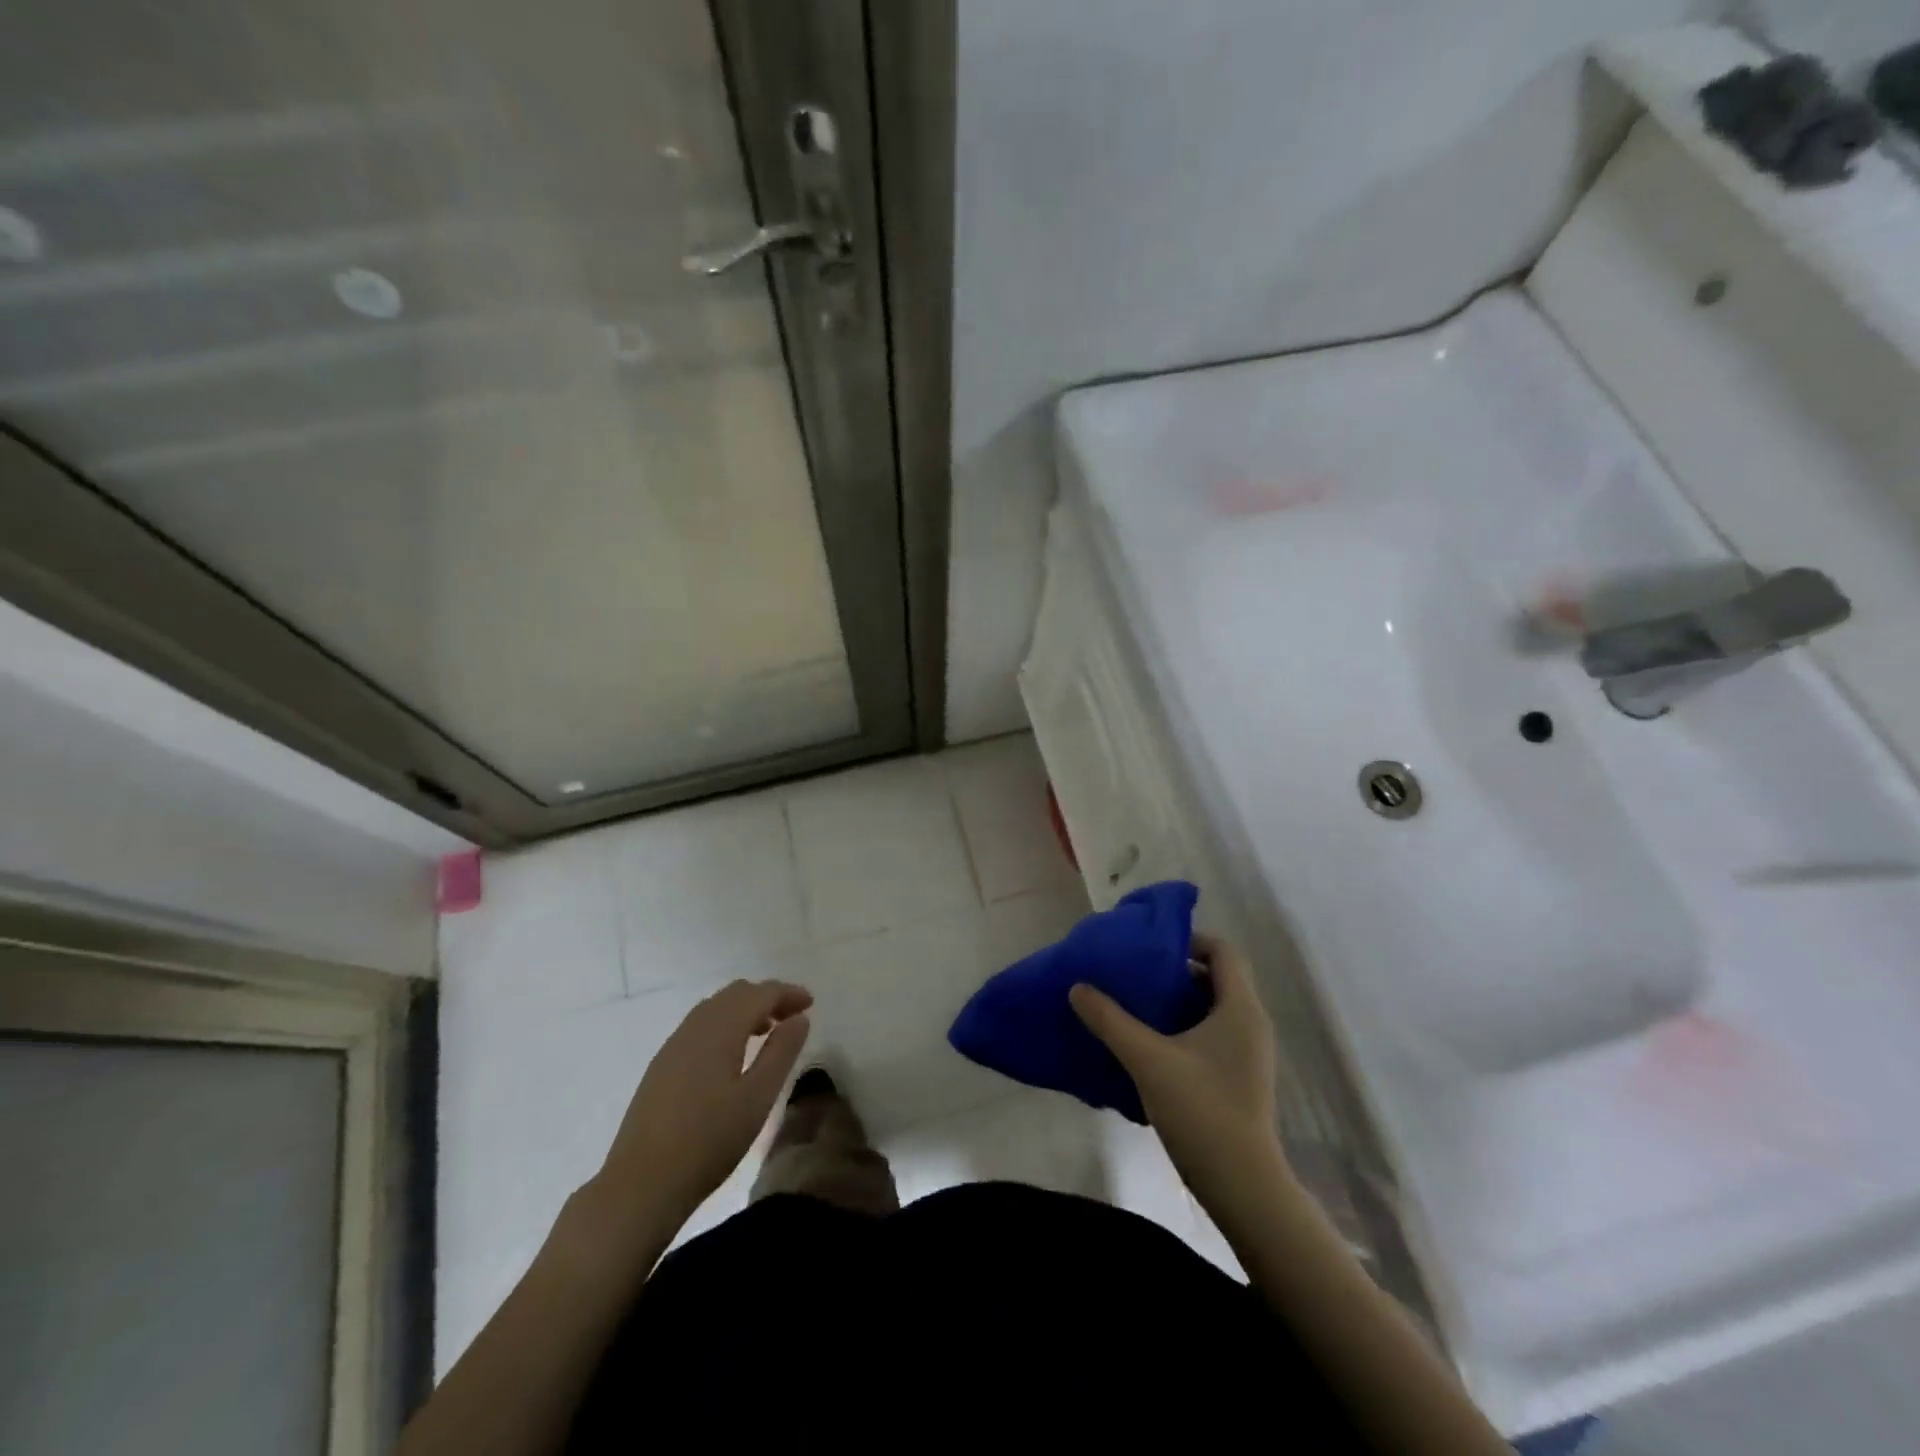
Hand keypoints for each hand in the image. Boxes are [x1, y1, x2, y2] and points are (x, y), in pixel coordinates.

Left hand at [596, 979, 812, 1228]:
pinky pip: (700, 1026)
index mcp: (720, 1029)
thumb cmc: (709, 1141)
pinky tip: (731, 1056)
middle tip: (792, 1018)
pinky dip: (724, 1025)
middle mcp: (694, 1027)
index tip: (810, 1004)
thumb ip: (782, 1052)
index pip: (759, 993)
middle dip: (767, 998)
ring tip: (766, 1034)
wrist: (641, 1184)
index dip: (787, 993)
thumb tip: (799, 1019)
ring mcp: (673, 1045)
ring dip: (744, 1010)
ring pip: (715, 1008)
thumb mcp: (758, 1098)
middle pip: (735, 993)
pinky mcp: (661, 1066)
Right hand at [1070, 934, 1282, 1199]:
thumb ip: (1110, 1020)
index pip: (1223, 951)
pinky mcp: (1241, 1077)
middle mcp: (1251, 1023)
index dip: (1189, 940)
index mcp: (1240, 1008)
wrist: (1243, 1187)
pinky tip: (1151, 1045)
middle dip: (1176, 971)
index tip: (1151, 946)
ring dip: (1177, 1001)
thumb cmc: (1201, 1110)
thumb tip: (1078, 987)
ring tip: (1136, 1005)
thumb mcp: (1147, 1060)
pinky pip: (1213, 1034)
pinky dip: (1185, 1028)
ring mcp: (1249, 1053)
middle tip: (1135, 974)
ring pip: (1213, 1008)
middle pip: (1216, 978)